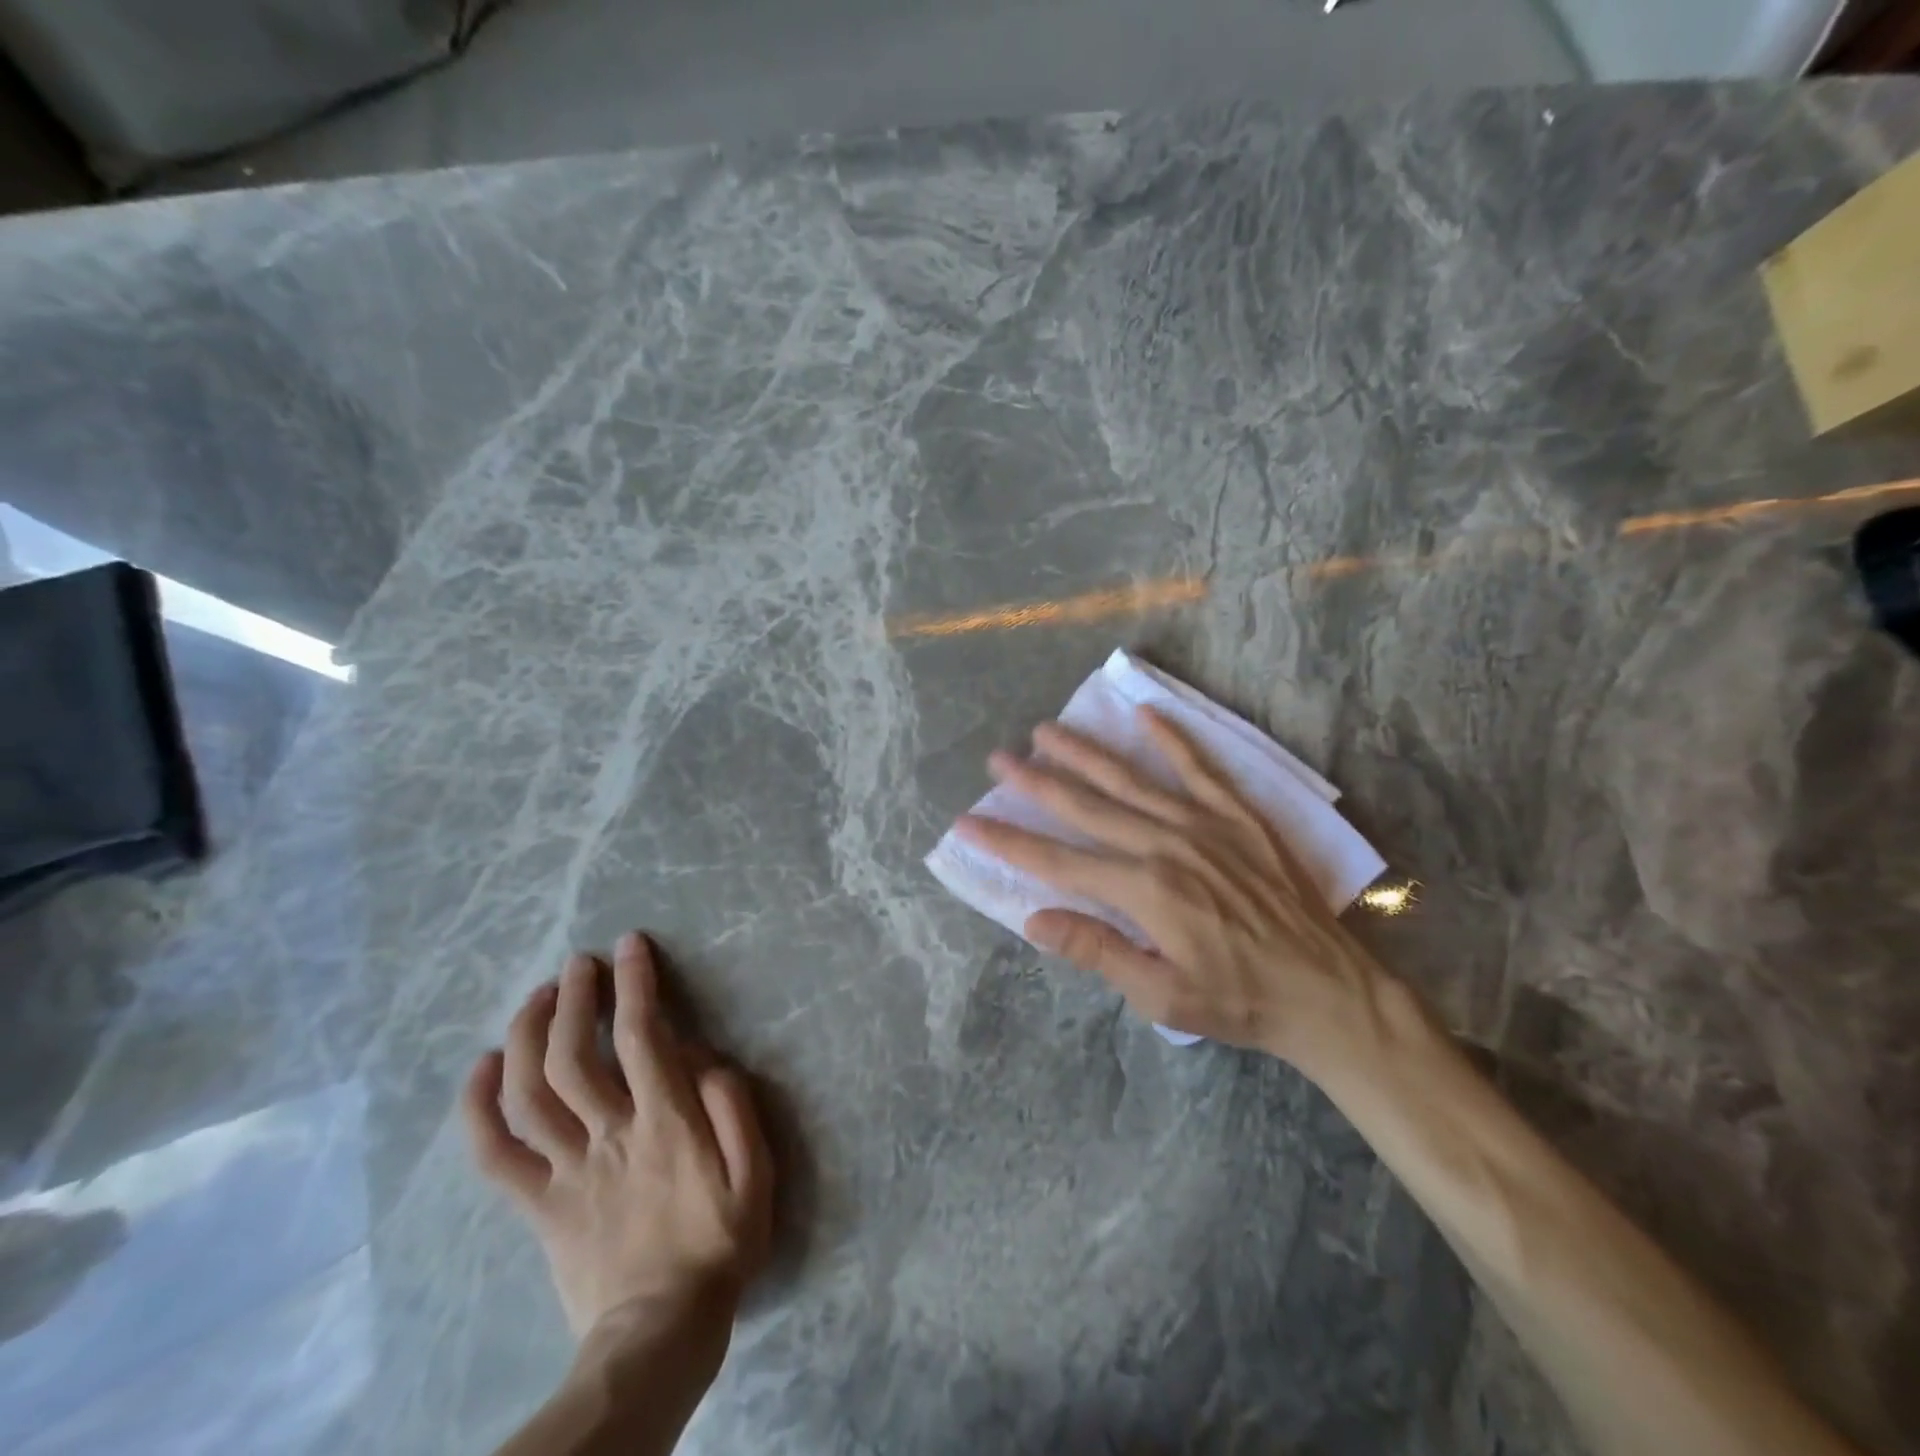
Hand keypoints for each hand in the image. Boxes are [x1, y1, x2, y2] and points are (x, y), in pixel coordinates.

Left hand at [461, 932, 773, 1349]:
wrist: (659, 1333)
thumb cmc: (718, 1246)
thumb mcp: (756, 1177)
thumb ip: (735, 1112)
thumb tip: (709, 1060)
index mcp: (665, 1124)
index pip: (642, 1037)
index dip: (633, 985)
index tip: (629, 947)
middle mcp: (610, 1135)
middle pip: (574, 1055)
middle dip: (572, 998)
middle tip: (578, 963)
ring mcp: (567, 1170)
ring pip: (530, 1093)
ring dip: (527, 1035)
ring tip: (537, 996)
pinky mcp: (539, 1203)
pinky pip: (496, 1154)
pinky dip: (480, 1108)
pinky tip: (481, 1067)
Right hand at [955, 706, 1389, 1068]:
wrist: (1328, 989)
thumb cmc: (1238, 1000)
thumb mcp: (1161, 996)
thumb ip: (1097, 951)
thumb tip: (1034, 920)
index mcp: (1143, 889)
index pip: (1058, 861)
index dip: (1008, 842)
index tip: (968, 823)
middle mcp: (1165, 843)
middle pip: (1085, 806)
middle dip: (1035, 782)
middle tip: (997, 759)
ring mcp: (1204, 822)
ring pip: (1130, 778)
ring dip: (1084, 752)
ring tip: (1046, 729)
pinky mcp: (1238, 815)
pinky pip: (1199, 766)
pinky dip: (1171, 737)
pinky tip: (1145, 712)